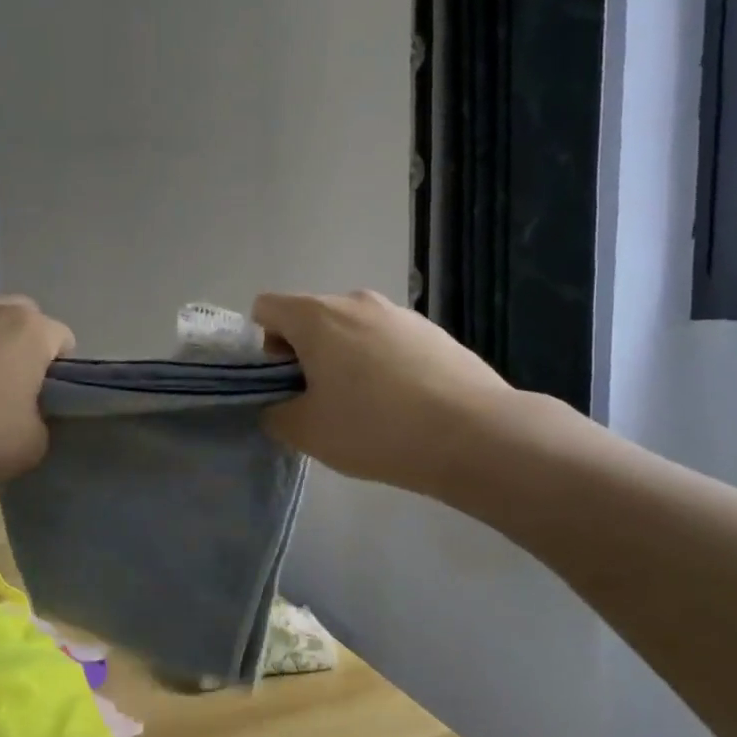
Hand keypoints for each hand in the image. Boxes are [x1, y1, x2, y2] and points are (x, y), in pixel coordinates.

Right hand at [252, 289, 518, 497]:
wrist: (474, 435)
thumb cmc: (374, 428)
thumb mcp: (305, 431)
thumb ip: (275, 412)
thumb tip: (279, 403)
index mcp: (317, 316)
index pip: (266, 308)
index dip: (263, 347)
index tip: (285, 384)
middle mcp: (356, 301)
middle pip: (310, 318)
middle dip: (304, 354)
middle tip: (321, 402)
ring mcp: (400, 313)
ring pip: (351, 330)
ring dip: (344, 359)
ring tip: (366, 407)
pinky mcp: (434, 331)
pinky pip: (387, 341)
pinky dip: (381, 364)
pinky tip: (402, 405)